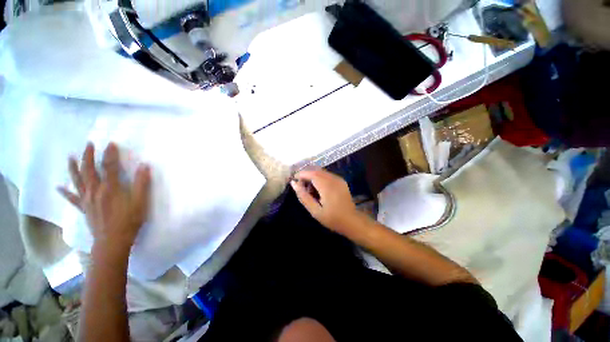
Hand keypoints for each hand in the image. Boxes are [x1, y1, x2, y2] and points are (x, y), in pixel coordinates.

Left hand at [57, 143, 150, 254]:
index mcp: (110, 189)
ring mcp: (87, 200)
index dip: (110, 154)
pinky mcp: (84, 208)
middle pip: (89, 170)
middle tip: (89, 144)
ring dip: (74, 168)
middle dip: (89, 156)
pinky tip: (59, 187)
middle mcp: (95, 191)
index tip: (111, 143)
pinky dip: (65, 192)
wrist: (113, 242)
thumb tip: (144, 166)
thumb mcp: (141, 202)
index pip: (109, 166)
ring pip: (77, 181)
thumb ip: (142, 184)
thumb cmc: (129, 221)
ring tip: (70, 157)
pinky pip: (72, 198)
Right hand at [290, 169, 361, 232]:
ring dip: (313, 177)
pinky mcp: (341, 180)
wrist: (352, 221)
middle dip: (306, 175)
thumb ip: (303, 196)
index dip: (301, 174)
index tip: (294, 180)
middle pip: (316, 170)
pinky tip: (319, 189)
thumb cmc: (332, 218)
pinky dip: (320, 178)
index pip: (311, 173)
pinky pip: (327, 175)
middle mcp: (333, 179)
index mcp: (327, 186)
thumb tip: (293, 183)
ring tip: (310, 190)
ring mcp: (338, 179)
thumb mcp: (315, 211)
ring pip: (321, 172)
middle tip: (302, 187)